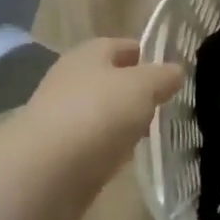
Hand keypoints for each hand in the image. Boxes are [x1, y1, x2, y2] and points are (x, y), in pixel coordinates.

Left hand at [5, 38, 183, 219]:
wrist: (43, 174)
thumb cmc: (97, 114)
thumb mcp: (143, 86)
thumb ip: (163, 76)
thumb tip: (176, 71)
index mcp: (89, 54)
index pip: (123, 45)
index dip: (147, 54)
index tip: (171, 71)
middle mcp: (72, 81)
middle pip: (111, 80)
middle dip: (136, 91)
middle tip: (165, 104)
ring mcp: (62, 119)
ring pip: (103, 114)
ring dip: (123, 122)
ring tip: (151, 133)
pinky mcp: (58, 156)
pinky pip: (93, 145)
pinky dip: (109, 149)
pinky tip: (126, 158)